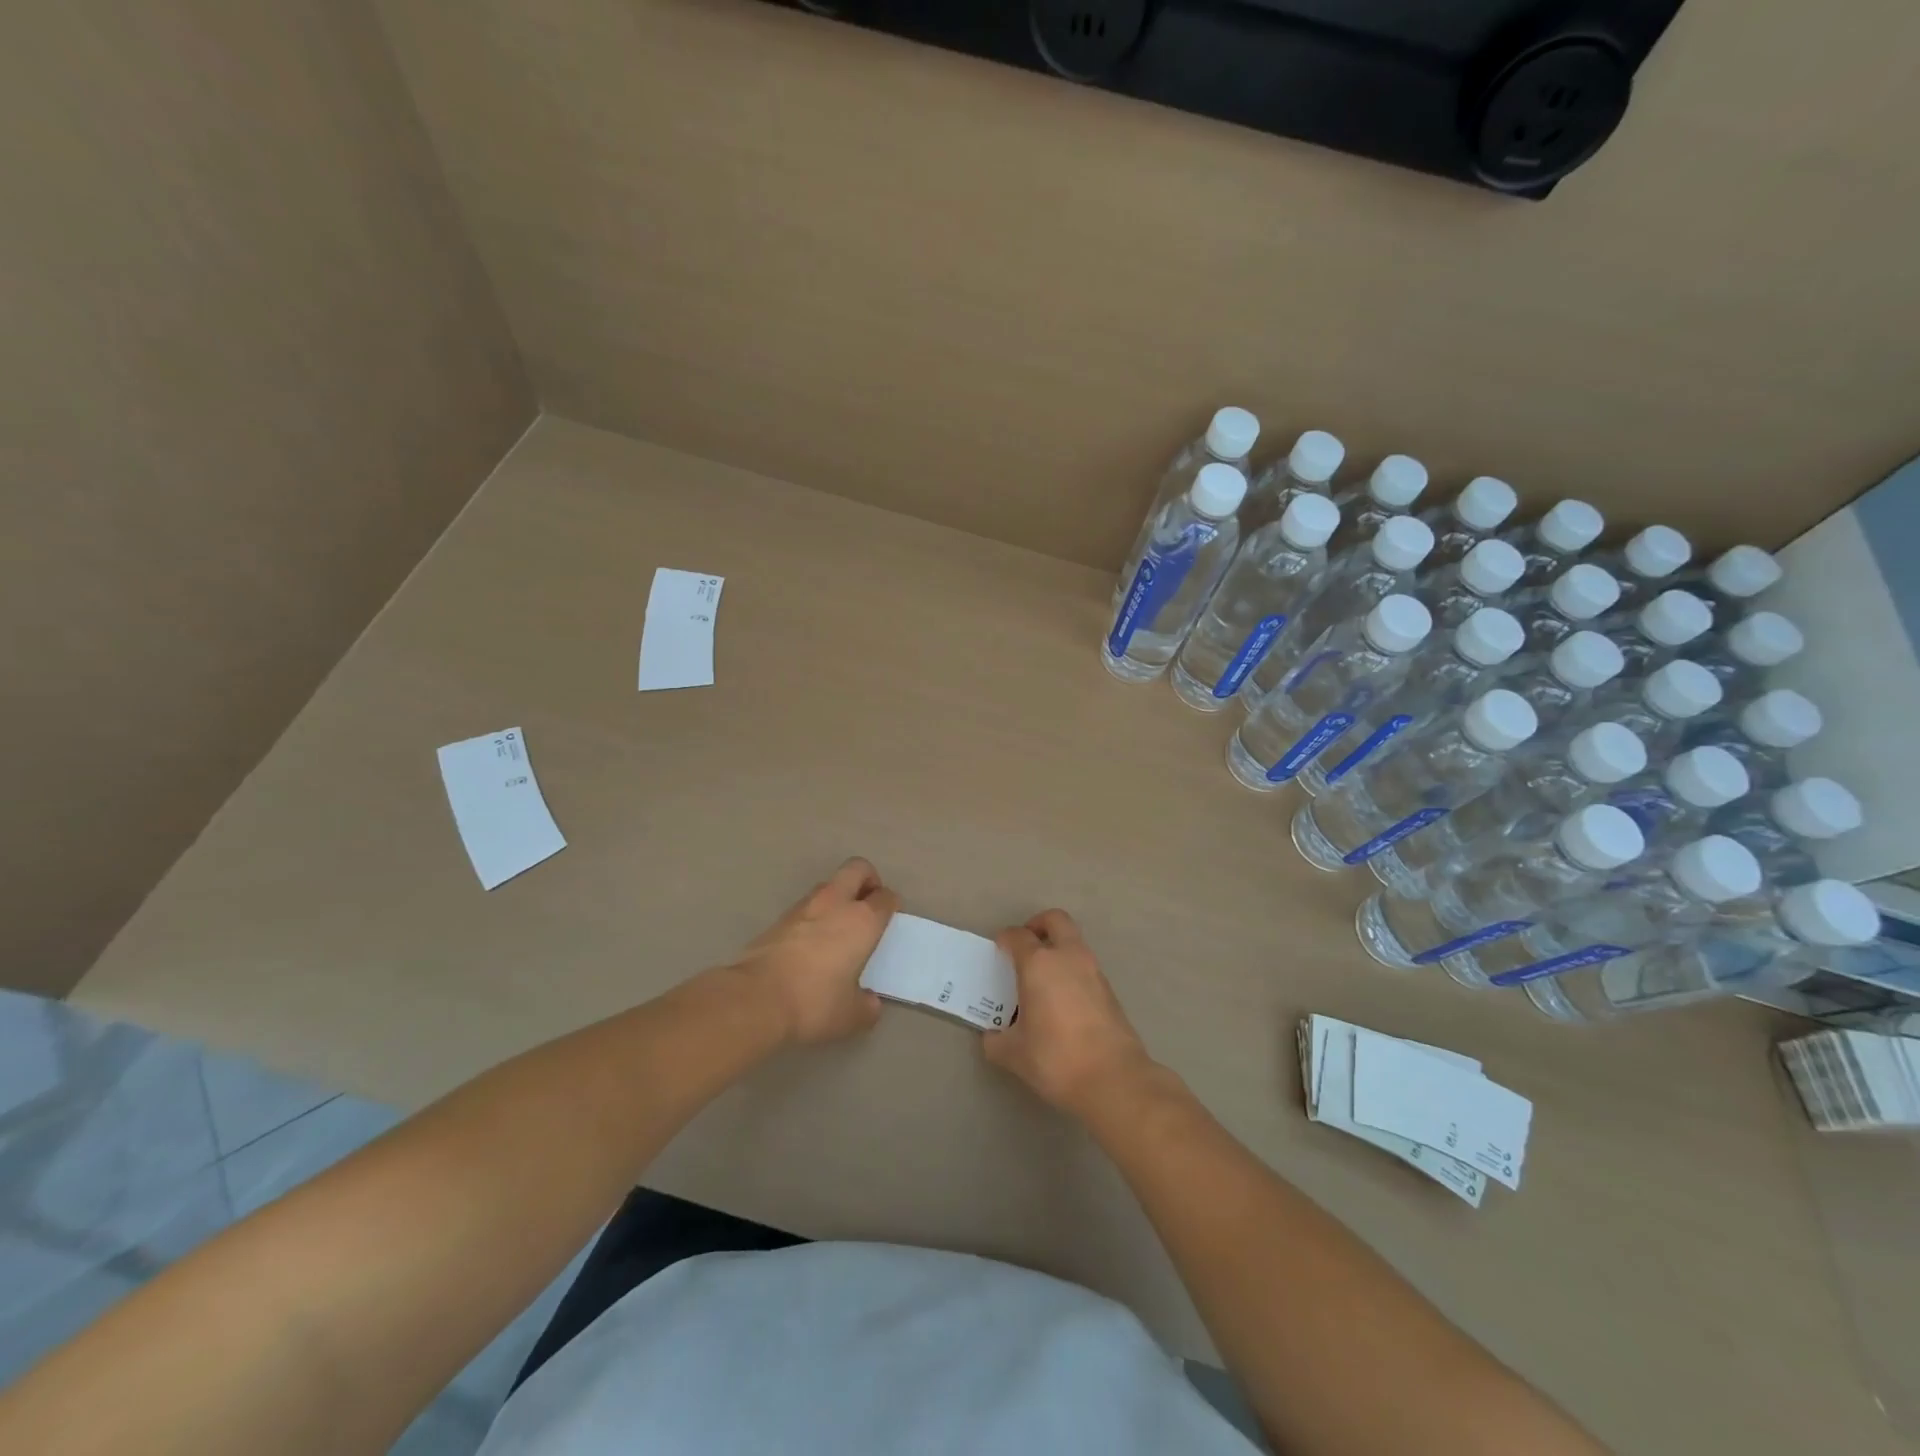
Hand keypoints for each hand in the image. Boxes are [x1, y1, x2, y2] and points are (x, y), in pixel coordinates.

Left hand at [734, 857, 898, 1043]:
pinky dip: (814, 916)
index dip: (891, 905)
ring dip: (838, 897)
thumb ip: (866, 1006)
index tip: (889, 919)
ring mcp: (803, 907)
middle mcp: (835, 904)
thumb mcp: (851, 1015)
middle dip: (867, 879)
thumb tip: (869, 1002)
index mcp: (862, 921)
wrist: (755, 999)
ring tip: (839, 927)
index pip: (885, 897)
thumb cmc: (814, 1002)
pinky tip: (811, 944)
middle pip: (857, 869)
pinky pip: (806, 907)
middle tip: (869, 904)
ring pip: (828, 886)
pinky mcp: (778, 919)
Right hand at [982, 910, 1155, 1118]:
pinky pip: (1085, 967)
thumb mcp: (1014, 1054)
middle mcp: (1068, 957)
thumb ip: (997, 1040)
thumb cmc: (1056, 1059)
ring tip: (1042, 980)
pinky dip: (1072, 972)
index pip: (1018, 936)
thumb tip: (994, 1036)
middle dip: (1038, 925)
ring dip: (1058, 950)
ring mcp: (1093, 971)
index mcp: (1039, 964)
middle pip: (1055, 920)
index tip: (999, 951)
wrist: (1114, 1080)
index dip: (1005, 940)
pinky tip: (1062, 1002)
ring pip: (1074, 943)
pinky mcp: (1110, 990)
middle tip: (1026, 946)